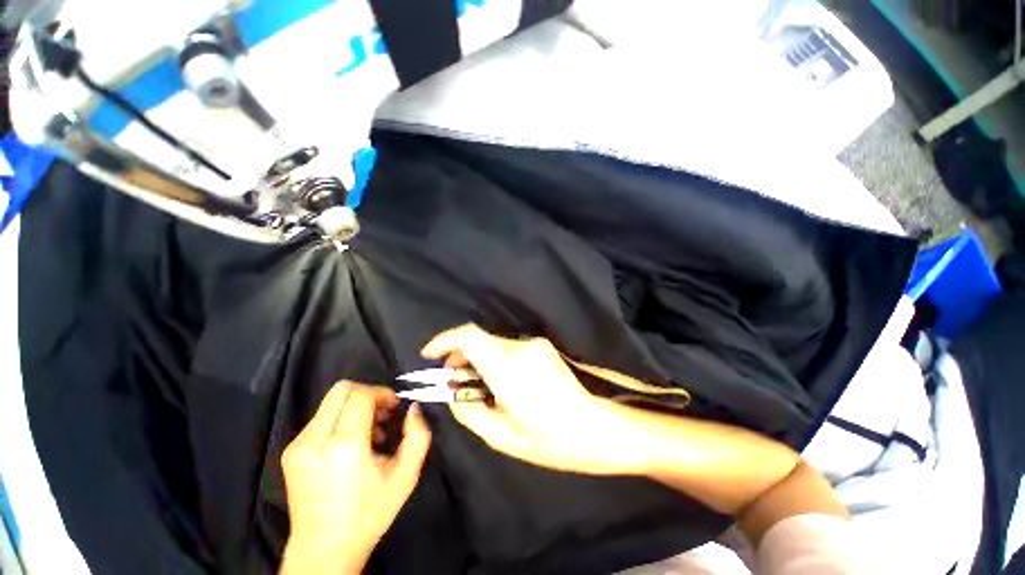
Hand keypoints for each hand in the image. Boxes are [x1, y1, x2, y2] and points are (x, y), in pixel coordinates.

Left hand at [280, 382, 431, 574]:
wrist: (323, 550)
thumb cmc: (369, 513)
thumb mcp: (406, 476)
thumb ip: (418, 435)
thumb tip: (413, 408)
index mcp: (344, 446)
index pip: (361, 395)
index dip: (382, 393)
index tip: (394, 407)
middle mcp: (315, 440)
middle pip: (342, 389)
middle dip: (368, 393)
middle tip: (383, 413)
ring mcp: (298, 445)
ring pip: (331, 402)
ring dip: (355, 407)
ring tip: (370, 432)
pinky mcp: (290, 451)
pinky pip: (321, 418)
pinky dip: (341, 420)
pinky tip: (351, 443)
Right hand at [422, 324, 638, 474]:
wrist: (596, 427)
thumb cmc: (551, 440)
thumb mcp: (502, 436)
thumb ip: (469, 410)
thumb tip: (451, 390)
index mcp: (510, 370)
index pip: (470, 337)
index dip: (445, 339)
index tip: (430, 354)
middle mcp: (522, 348)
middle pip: (480, 339)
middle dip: (460, 356)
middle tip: (454, 381)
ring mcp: (535, 344)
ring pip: (493, 344)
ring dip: (479, 359)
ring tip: (478, 387)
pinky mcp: (543, 345)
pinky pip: (509, 348)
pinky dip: (495, 359)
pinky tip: (501, 382)